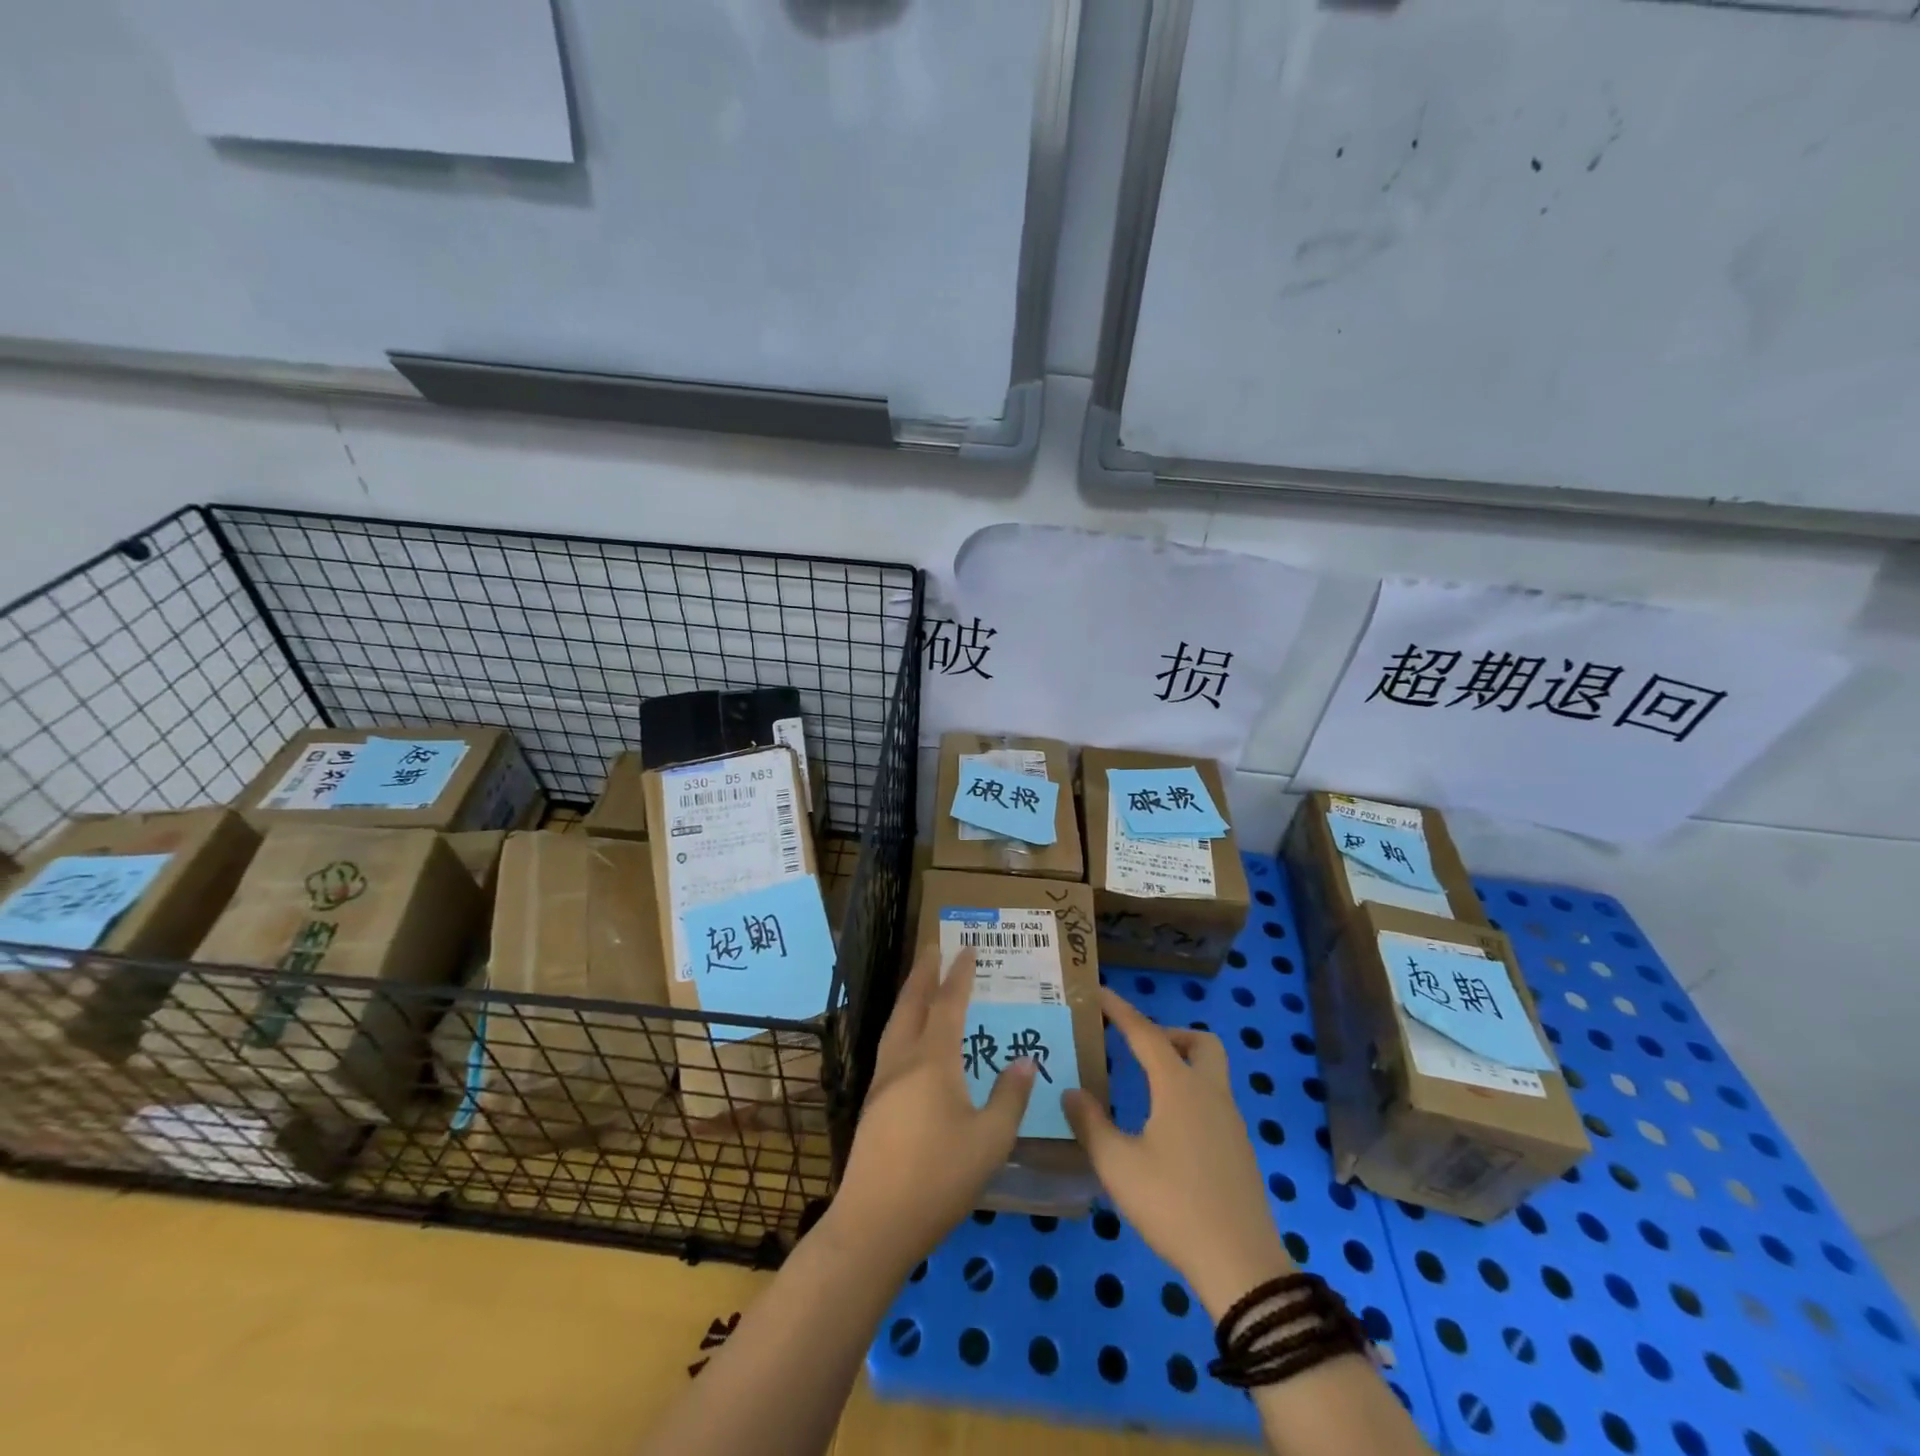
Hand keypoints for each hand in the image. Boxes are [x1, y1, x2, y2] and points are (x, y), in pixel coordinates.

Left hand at [826, 947, 1034, 1274]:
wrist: (874, 1223)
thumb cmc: (939, 1178)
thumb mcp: (990, 1141)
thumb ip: (1010, 1097)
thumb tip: (1026, 1060)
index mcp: (933, 1061)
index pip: (948, 1005)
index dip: (959, 976)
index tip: (967, 949)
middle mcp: (903, 1060)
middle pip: (912, 1004)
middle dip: (924, 973)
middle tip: (933, 946)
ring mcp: (882, 1081)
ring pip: (896, 1023)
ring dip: (909, 995)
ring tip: (920, 981)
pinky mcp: (872, 1103)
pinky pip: (890, 1044)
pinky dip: (902, 1023)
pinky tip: (908, 1038)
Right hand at [1064, 988, 1292, 1315]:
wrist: (1241, 1265)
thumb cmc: (1173, 1205)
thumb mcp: (1117, 1165)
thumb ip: (1090, 1123)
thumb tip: (1072, 1092)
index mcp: (1179, 1087)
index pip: (1146, 1033)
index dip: (1121, 1010)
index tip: (1099, 992)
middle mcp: (1210, 1093)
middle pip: (1201, 1043)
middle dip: (1170, 1035)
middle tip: (1138, 1049)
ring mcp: (1231, 1123)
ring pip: (1211, 1073)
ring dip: (1182, 1066)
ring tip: (1145, 1088)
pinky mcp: (1239, 1150)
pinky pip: (1213, 1103)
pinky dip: (1190, 1096)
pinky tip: (1166, 1129)